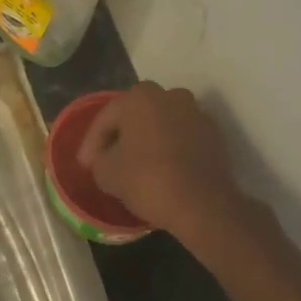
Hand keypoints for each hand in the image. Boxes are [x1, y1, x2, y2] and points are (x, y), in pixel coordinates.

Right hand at [76, 81, 247, 240]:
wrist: (202, 204)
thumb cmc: (147, 180)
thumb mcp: (106, 172)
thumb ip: (99, 158)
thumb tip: (104, 159)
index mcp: (140, 97)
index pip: (107, 117)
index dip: (92, 142)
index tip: (85, 165)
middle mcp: (170, 96)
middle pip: (136, 115)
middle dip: (122, 135)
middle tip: (109, 159)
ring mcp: (196, 113)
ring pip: (162, 124)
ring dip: (149, 140)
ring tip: (137, 164)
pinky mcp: (215, 135)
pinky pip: (183, 138)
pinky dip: (171, 149)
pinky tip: (163, 169)